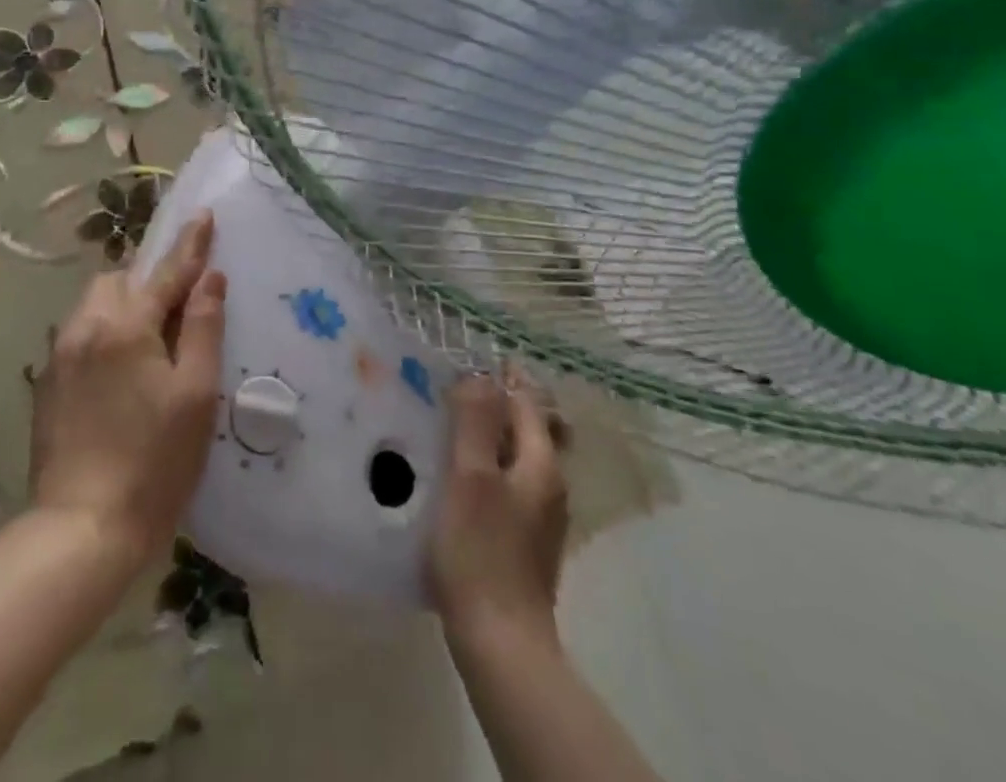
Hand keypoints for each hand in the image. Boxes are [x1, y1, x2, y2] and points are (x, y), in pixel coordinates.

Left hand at [29, 211, 226, 570]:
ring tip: (149, 341)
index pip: (166, 272)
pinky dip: (104, 334)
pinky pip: (79, 335)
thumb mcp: (196, 394)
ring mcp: (59, 356)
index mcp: (126, 326)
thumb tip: (211, 278)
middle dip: (148, 281)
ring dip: (124, 306)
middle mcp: (85, 328)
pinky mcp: (46, 385)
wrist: (81, 531)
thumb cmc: (154, 462)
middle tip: (176, 308)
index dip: (190, 245)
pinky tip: (119, 373)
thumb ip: (204, 328)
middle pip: (119, 281)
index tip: (204, 215)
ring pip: (94, 306)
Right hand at [429, 375, 568, 651]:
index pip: (527, 401)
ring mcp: (541, 515)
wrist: (501, 643)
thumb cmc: (480, 552)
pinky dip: (492, 462)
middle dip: (501, 402)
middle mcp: (550, 483)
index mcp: (541, 463)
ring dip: (495, 432)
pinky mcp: (527, 539)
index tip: (468, 361)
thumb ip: (475, 421)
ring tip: (455, 423)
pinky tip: (464, 473)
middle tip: (459, 389)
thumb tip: (480, 374)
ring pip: (521, 454)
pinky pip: (512, 480)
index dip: (501, 377)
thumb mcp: (470, 477)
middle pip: (531, 426)